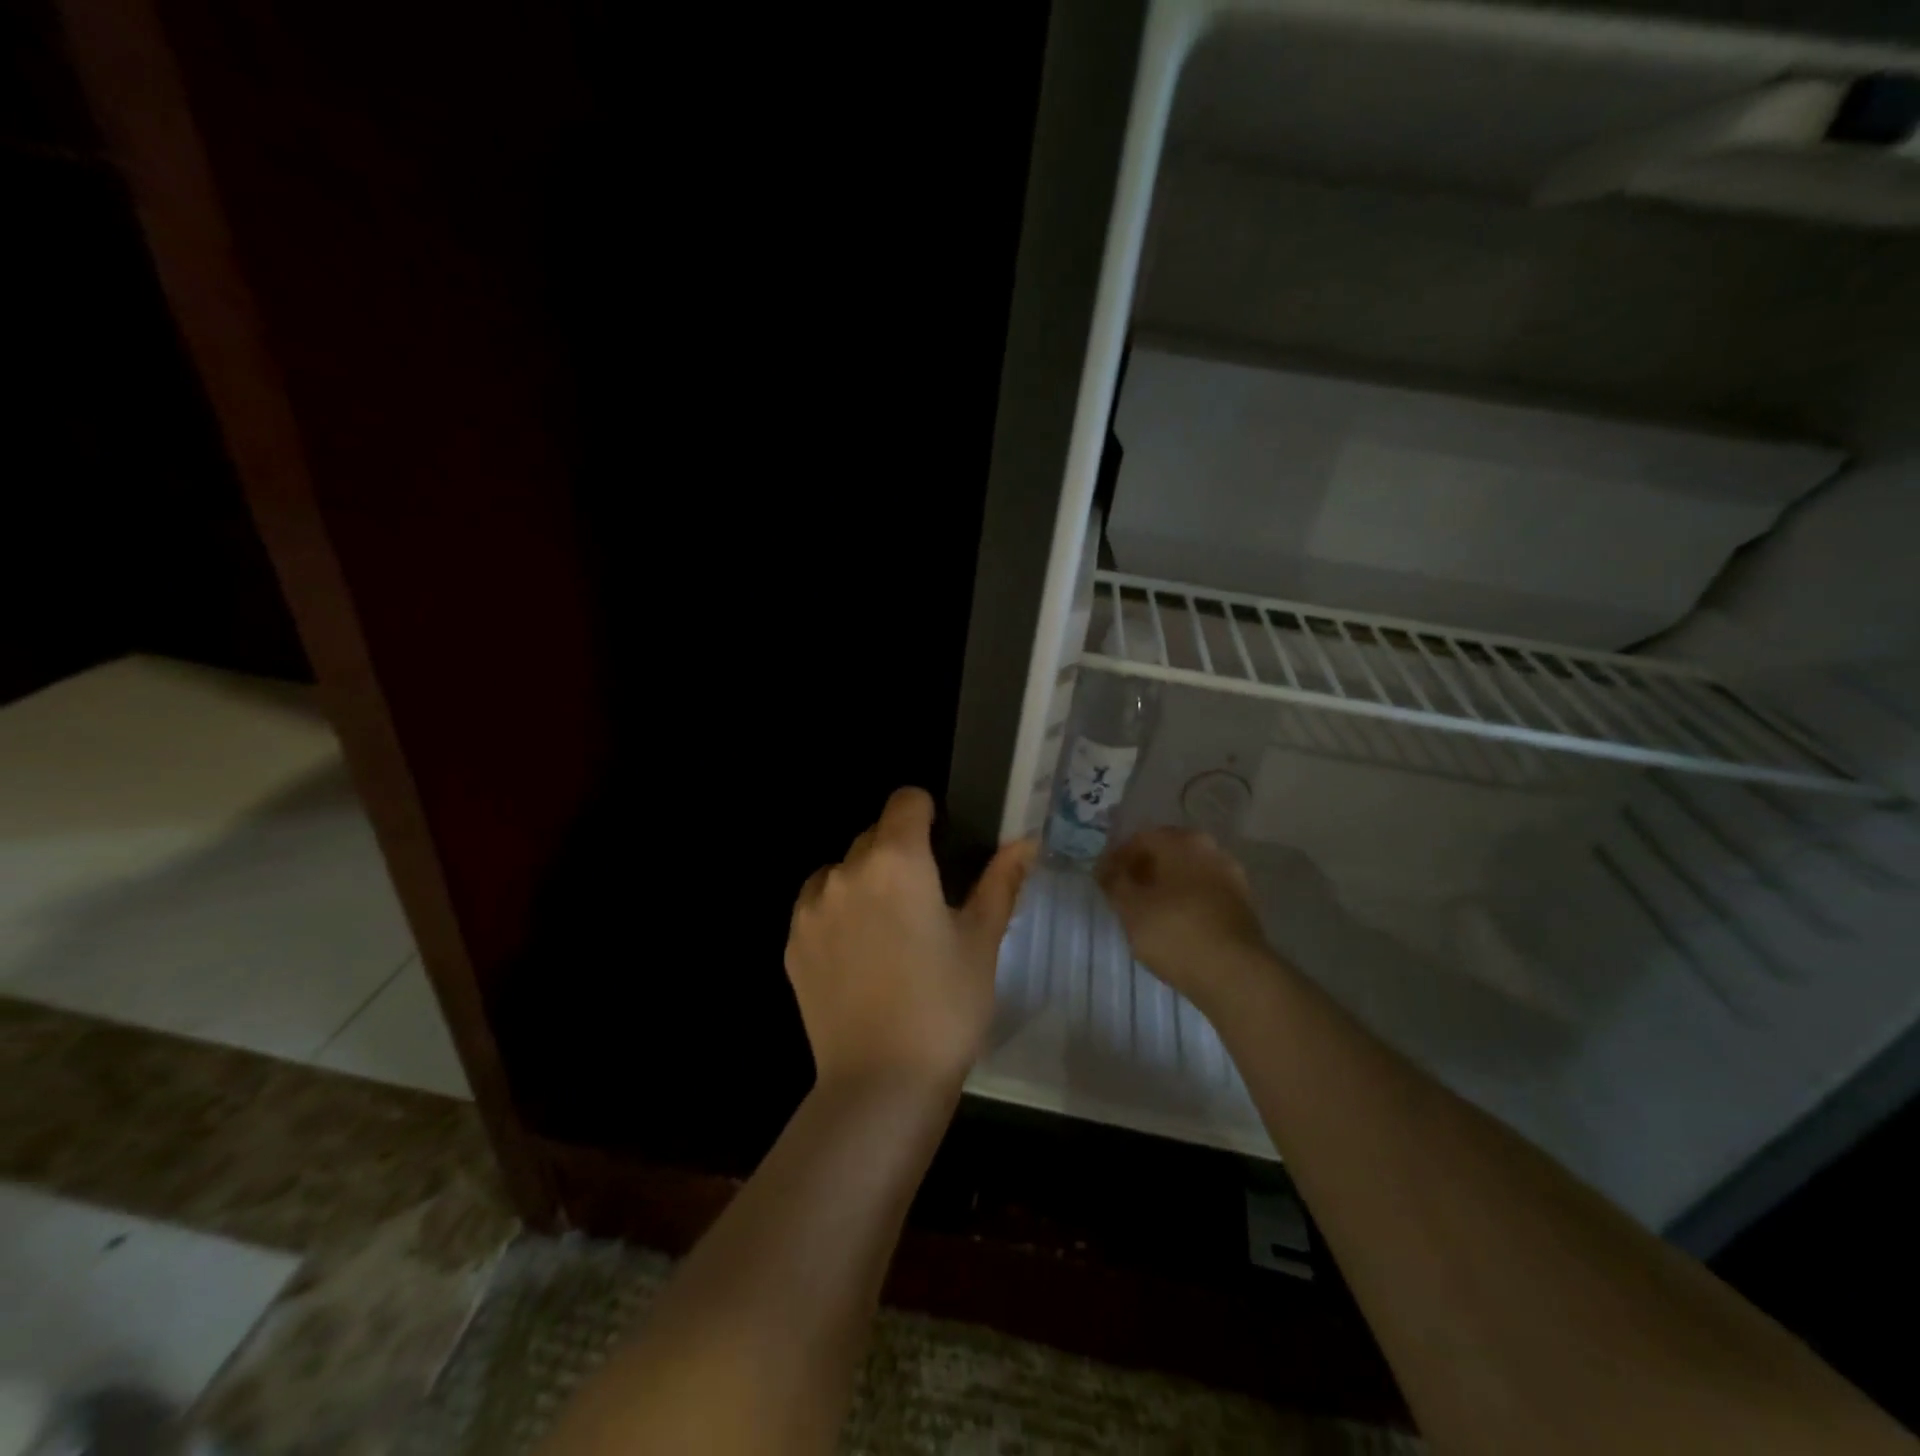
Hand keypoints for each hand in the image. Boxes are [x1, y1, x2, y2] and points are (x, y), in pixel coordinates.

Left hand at [786, 787, 1035, 1089]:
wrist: (880, 1084)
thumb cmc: (945, 1006)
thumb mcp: (982, 941)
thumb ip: (1001, 881)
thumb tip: (1025, 841)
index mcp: (897, 861)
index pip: (906, 801)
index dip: (927, 812)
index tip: (943, 843)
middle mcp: (846, 872)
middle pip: (874, 836)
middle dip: (900, 852)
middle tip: (926, 900)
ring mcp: (811, 908)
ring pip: (842, 871)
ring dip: (864, 882)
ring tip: (888, 931)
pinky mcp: (792, 944)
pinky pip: (817, 906)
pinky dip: (837, 914)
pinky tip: (858, 958)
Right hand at [1096, 827, 1276, 1009]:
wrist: (1235, 975)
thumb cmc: (1175, 933)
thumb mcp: (1130, 908)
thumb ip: (1114, 883)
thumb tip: (1106, 869)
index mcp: (1182, 842)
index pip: (1140, 839)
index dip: (1116, 858)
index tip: (1102, 880)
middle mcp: (1211, 849)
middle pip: (1167, 853)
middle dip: (1142, 870)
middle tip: (1122, 893)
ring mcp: (1231, 876)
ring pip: (1187, 873)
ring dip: (1165, 886)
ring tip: (1145, 912)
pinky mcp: (1242, 904)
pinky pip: (1203, 893)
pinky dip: (1185, 901)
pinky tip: (1172, 924)